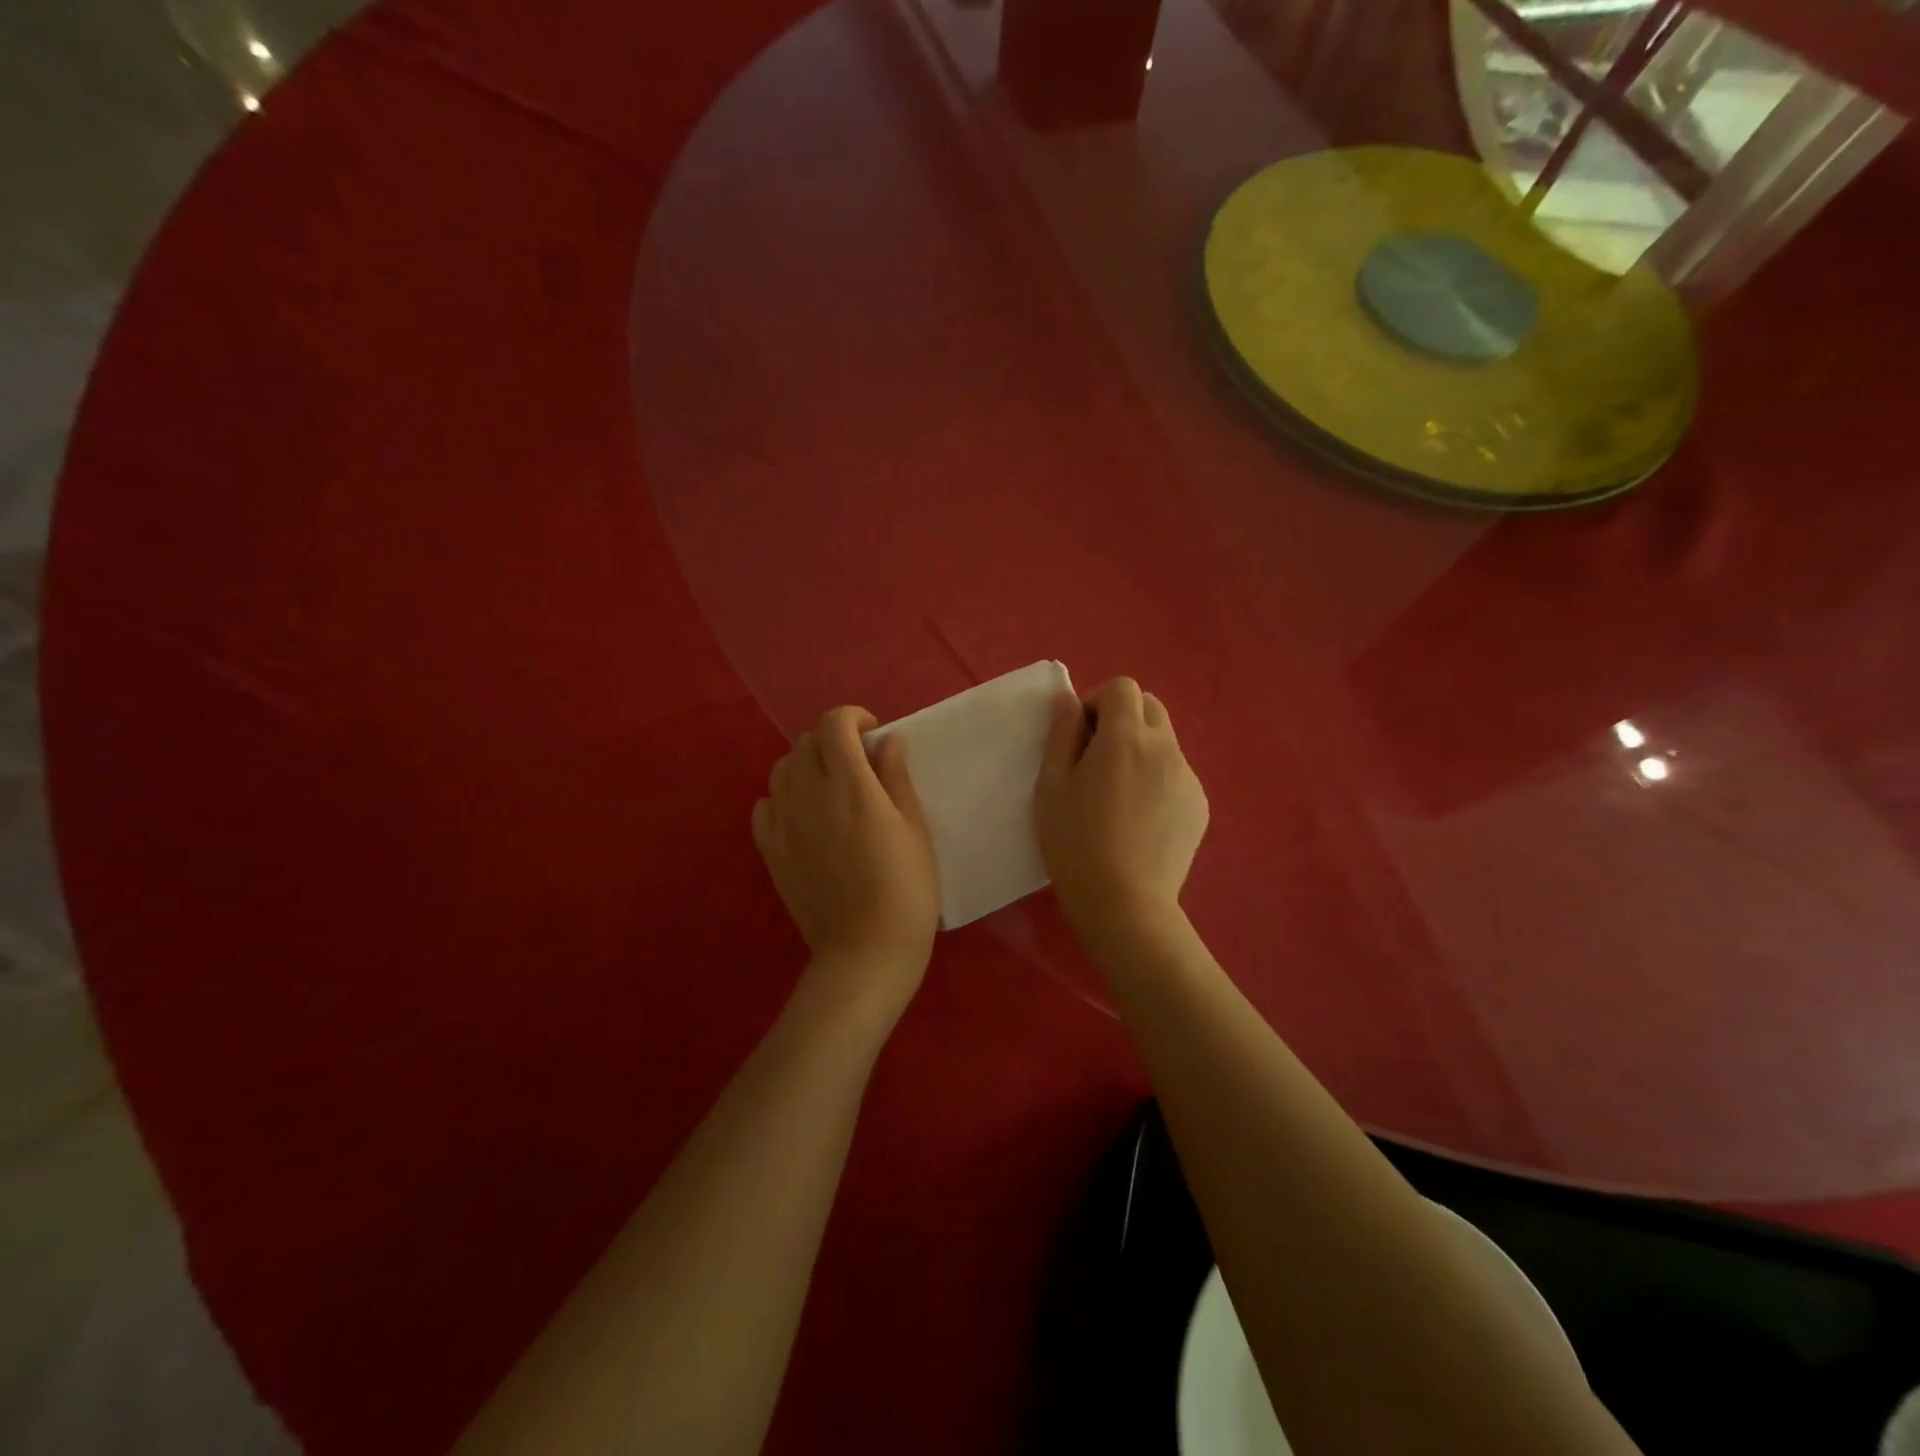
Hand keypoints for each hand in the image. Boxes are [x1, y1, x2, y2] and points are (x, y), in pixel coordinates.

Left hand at [753, 707, 939, 1022]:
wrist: (866, 951)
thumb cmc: (906, 889)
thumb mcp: (915, 829)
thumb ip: (896, 778)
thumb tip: (886, 740)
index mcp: (851, 786)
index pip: (834, 724)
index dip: (852, 717)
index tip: (872, 733)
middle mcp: (810, 795)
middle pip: (806, 742)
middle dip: (832, 741)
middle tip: (857, 764)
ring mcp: (784, 823)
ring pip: (781, 769)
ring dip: (805, 765)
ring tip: (829, 787)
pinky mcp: (770, 851)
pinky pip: (764, 805)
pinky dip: (783, 797)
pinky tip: (803, 815)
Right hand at [1035, 678, 1208, 940]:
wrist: (1125, 903)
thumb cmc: (1075, 843)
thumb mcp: (1051, 786)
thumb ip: (1061, 734)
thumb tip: (1068, 699)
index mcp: (1126, 738)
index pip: (1122, 687)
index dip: (1097, 701)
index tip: (1080, 735)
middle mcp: (1165, 748)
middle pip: (1150, 706)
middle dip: (1122, 718)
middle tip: (1097, 758)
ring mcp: (1188, 777)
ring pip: (1165, 741)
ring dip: (1140, 748)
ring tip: (1118, 793)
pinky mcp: (1199, 805)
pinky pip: (1176, 773)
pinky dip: (1157, 778)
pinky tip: (1140, 819)